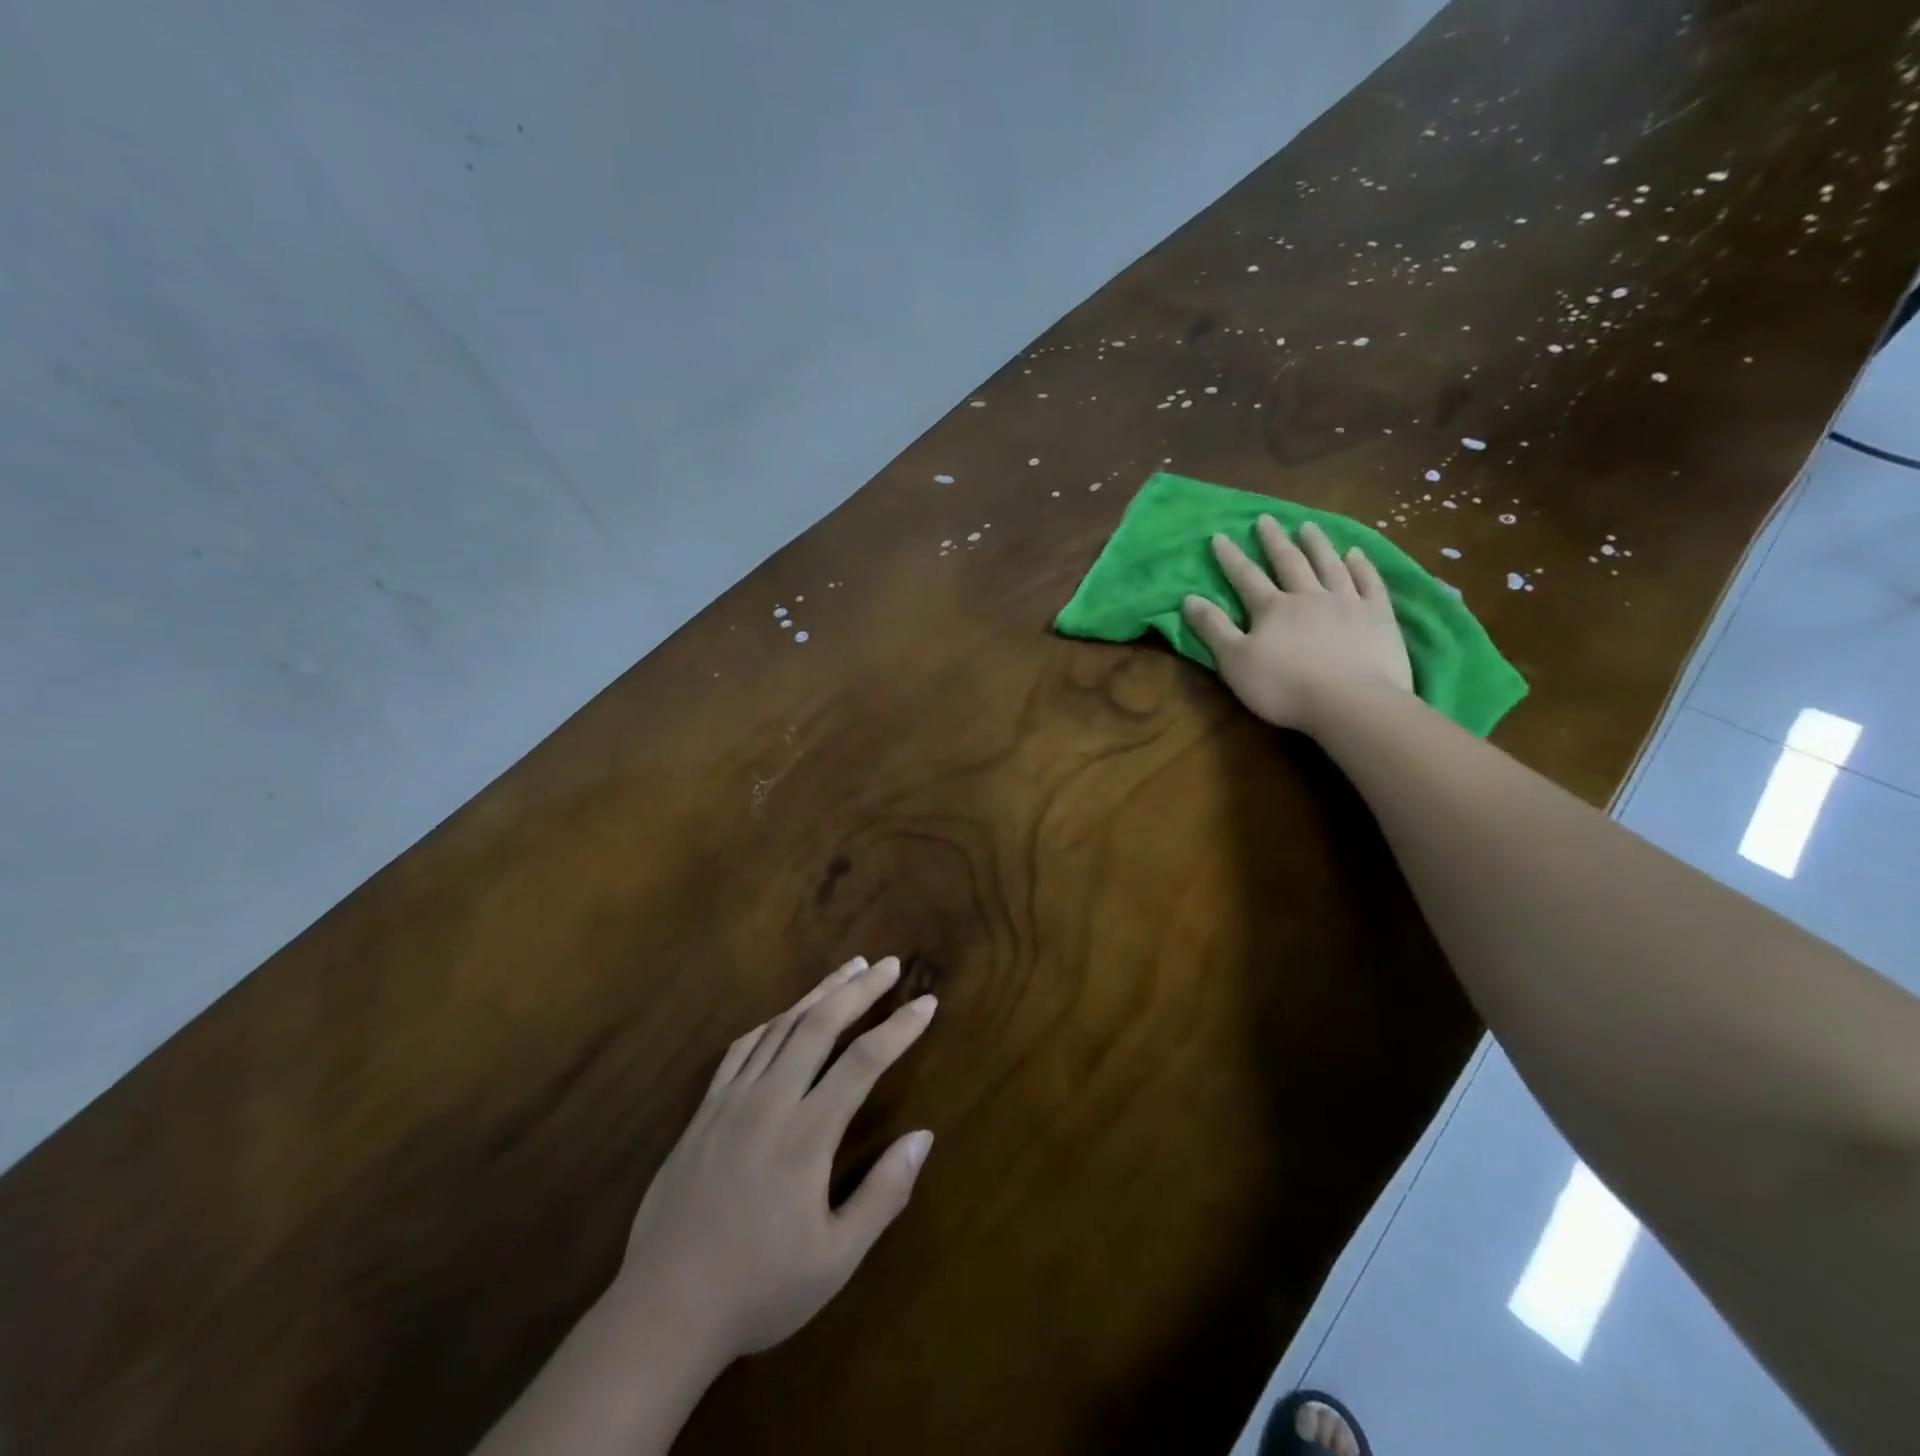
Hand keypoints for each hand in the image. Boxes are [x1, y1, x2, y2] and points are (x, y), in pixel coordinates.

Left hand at [611, 956, 936, 1366]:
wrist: (662, 1313)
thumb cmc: (759, 1289)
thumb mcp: (836, 1259)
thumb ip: (884, 1194)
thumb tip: (923, 1136)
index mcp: (807, 1134)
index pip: (864, 1060)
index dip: (900, 1027)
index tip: (927, 1002)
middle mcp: (770, 1101)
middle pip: (821, 1024)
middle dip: (861, 990)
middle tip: (890, 964)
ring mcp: (731, 1100)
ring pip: (781, 1026)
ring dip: (820, 992)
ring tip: (850, 969)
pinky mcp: (704, 1110)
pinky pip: (742, 1048)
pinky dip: (772, 1022)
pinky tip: (785, 1014)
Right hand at [1181, 517, 1413, 731]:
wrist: (1351, 702)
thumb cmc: (1285, 687)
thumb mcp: (1235, 662)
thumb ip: (1213, 629)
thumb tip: (1189, 598)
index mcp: (1272, 609)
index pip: (1246, 577)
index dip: (1231, 557)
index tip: (1220, 536)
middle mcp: (1308, 596)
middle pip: (1289, 562)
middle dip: (1274, 541)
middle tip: (1266, 519)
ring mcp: (1347, 603)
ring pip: (1329, 565)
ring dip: (1317, 544)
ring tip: (1308, 526)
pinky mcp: (1378, 616)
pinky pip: (1369, 583)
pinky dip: (1362, 566)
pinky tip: (1356, 553)